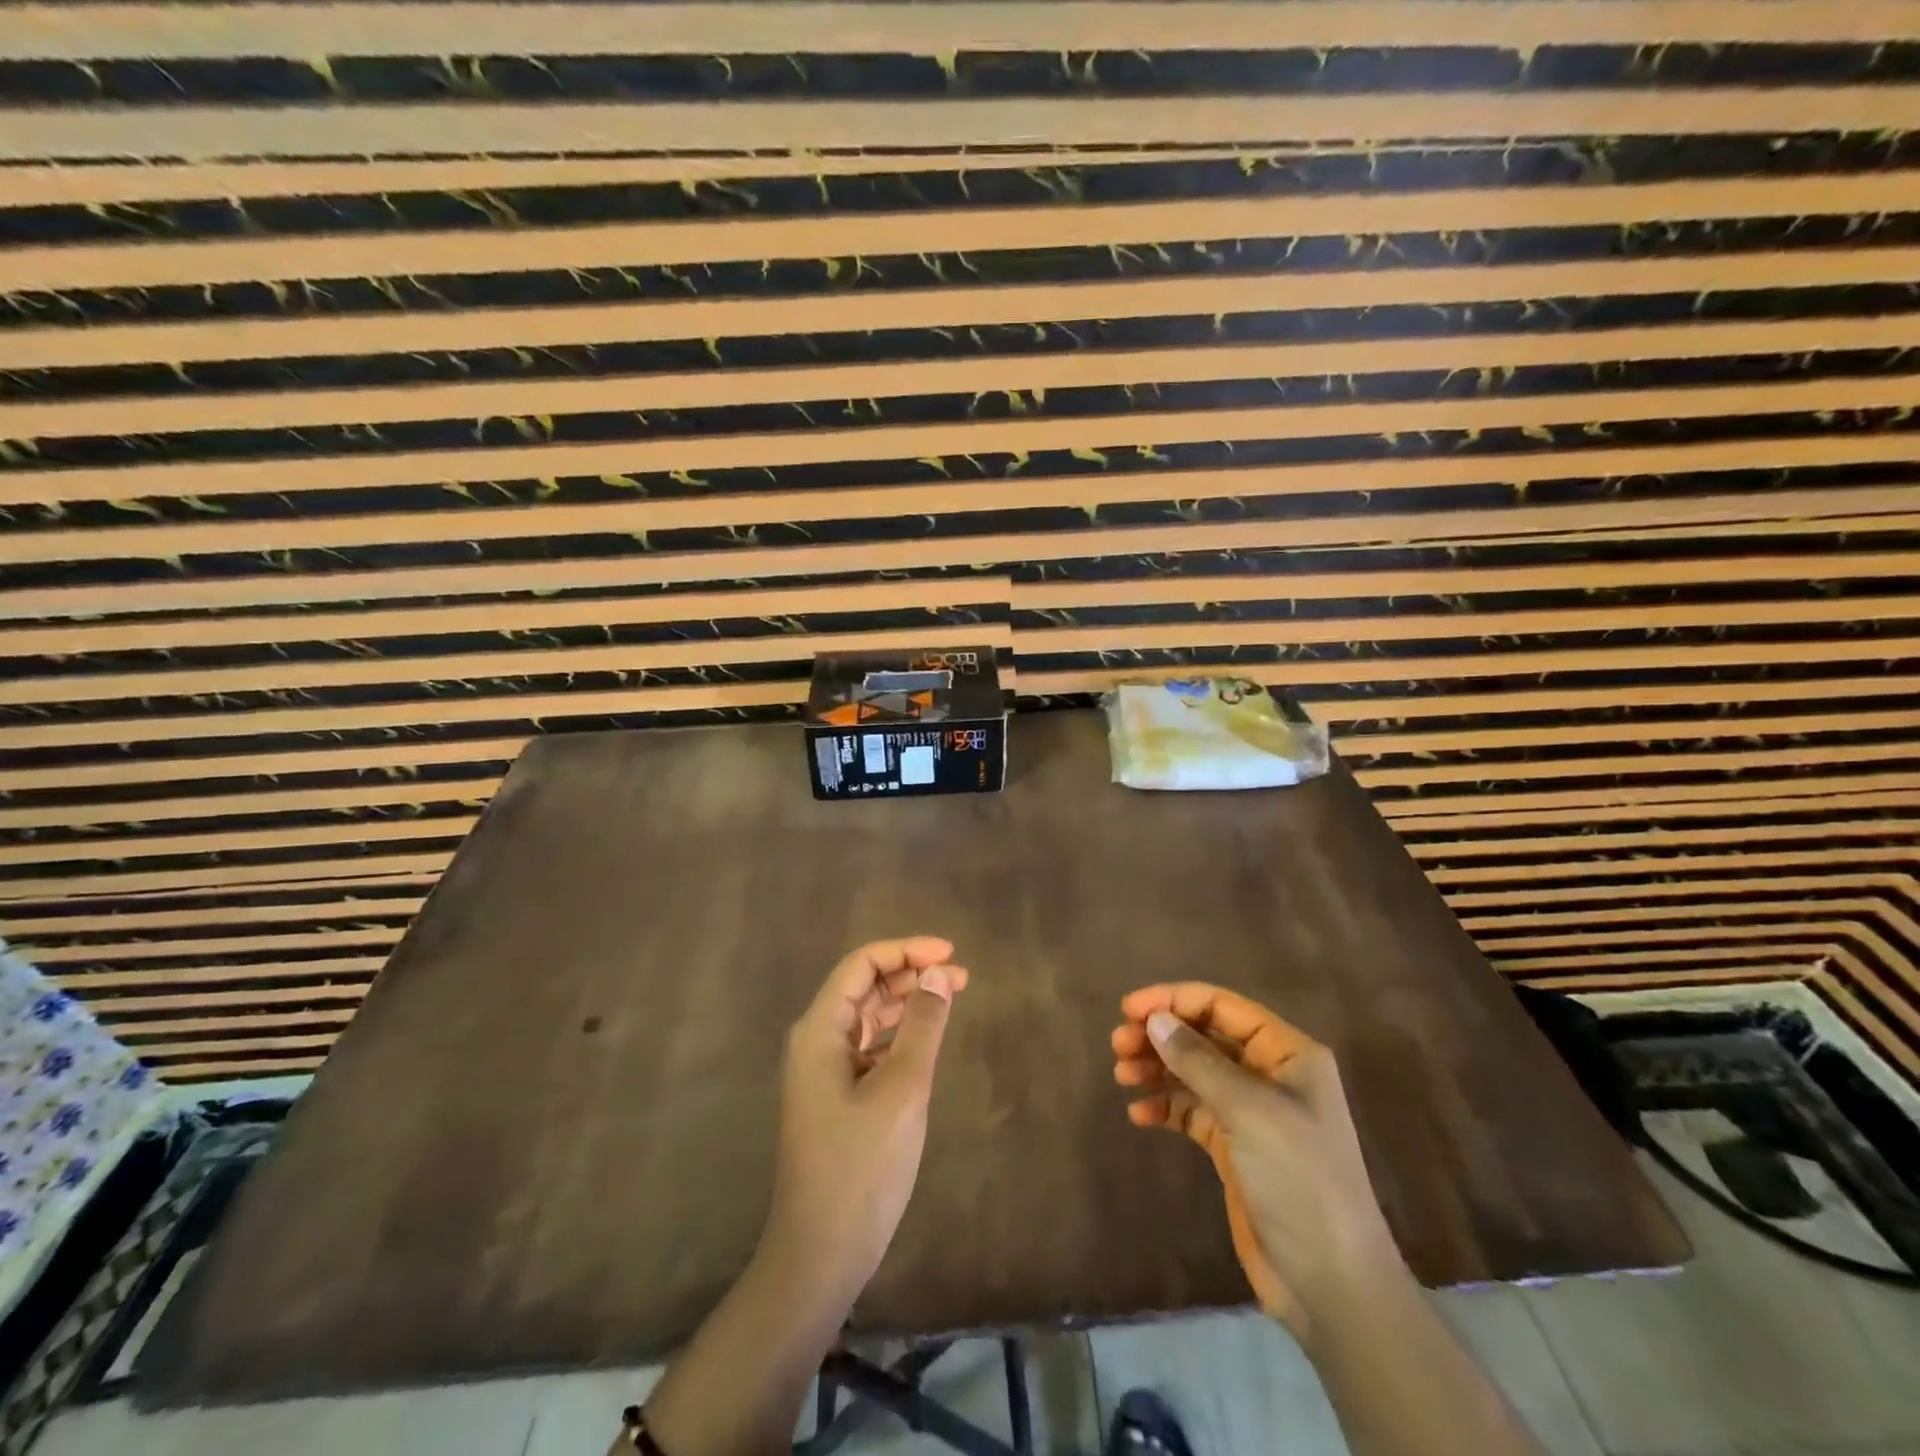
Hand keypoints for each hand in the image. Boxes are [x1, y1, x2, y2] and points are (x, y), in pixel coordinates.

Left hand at [765, 936, 969, 1299]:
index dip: (906, 950)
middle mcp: (816, 1042)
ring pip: (868, 1016)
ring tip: (951, 996)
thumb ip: (922, 1027)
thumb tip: (939, 973)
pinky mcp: (837, 1097)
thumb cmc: (860, 1168)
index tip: (951, 954)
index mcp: (820, 1031)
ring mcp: (824, 1071)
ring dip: (907, 1001)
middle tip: (961, 977)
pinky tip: (926, 1039)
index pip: (861, 965)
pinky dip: (900, 1033)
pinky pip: (870, 1046)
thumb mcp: (900, 1091)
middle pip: (864, 986)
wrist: (820, 1255)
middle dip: (911, 973)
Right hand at [1111, 983, 1402, 1336]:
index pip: (1222, 1006)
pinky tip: (1139, 1114)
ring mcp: (1251, 1112)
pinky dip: (1165, 1106)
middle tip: (1118, 1045)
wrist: (1330, 1284)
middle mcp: (1270, 1074)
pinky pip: (1192, 1111)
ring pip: (1194, 1072)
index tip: (1128, 1009)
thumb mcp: (1248, 1111)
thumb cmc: (1299, 1180)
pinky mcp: (1234, 1147)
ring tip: (1121, 1075)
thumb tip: (1155, 1019)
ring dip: (1157, 1067)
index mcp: (1287, 1053)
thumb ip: (1198, 1061)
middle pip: (1204, 1036)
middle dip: (1161, 1035)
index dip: (1174, 1000)